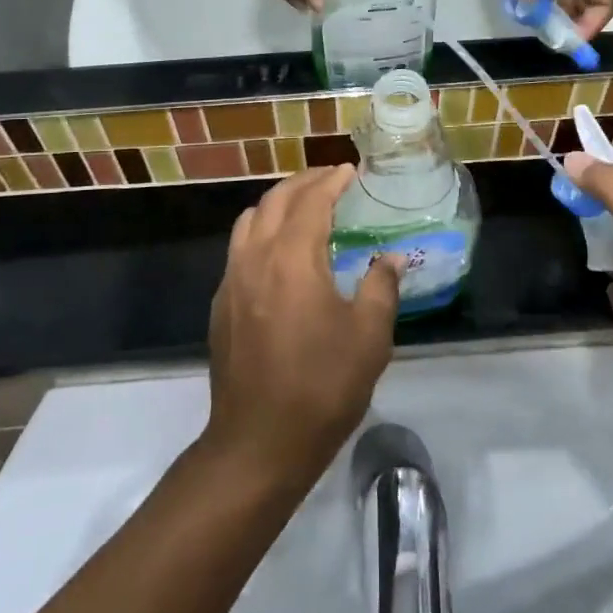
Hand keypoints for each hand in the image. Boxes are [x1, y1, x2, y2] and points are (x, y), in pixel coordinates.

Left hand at [205, 167, 401, 483]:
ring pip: (250, 220)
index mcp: (293, 258)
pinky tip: (279, 254)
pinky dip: (261, 231)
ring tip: (304, 208)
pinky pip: (239, 248)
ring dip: (277, 204)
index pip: (311, 201)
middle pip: (275, 200)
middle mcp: (255, 257)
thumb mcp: (369, 338)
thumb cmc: (321, 387)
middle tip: (330, 179)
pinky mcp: (221, 304)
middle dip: (304, 183)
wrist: (258, 442)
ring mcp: (231, 280)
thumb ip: (381, 287)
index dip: (332, 181)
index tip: (350, 170)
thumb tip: (392, 258)